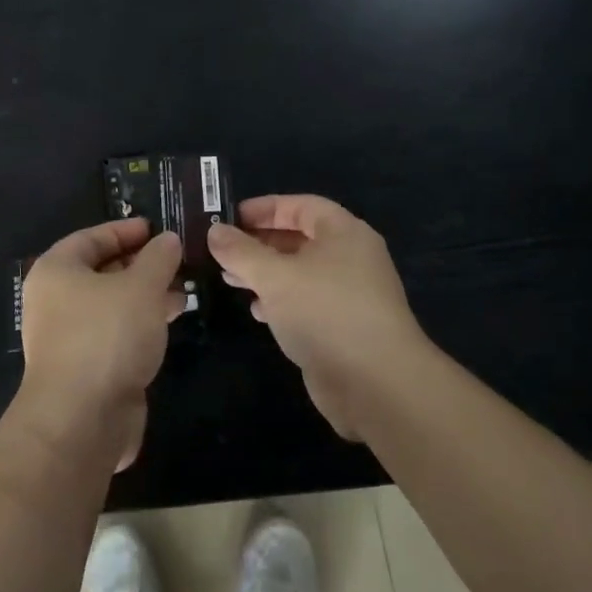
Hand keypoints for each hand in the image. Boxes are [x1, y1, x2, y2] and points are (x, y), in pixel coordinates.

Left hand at [18, 218, 183, 470]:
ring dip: (145, 296)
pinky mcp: (85, 368)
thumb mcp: (141, 286)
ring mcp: (68, 337)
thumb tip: (168, 240)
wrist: (81, 419)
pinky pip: (115, 334)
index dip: (124, 231)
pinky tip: (168, 322)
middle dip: (141, 265)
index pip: (91, 238)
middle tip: (176, 261)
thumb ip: (158, 258)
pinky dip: (140, 324)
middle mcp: (55, 301)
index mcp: (56, 271)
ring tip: (183, 291)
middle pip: (101, 271)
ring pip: (111, 305)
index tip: (156, 229)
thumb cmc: (106, 336)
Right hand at [208, 195, 426, 439]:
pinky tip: (257, 311)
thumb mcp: (275, 276)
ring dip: (265, 274)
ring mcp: (349, 295)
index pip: (301, 206)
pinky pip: (306, 303)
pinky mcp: (343, 327)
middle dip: (259, 244)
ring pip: (300, 273)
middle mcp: (350, 258)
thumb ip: (241, 251)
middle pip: (299, 239)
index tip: (229, 218)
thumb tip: (214, 231)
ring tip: (230, 280)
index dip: (264, 208)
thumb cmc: (326, 312)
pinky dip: (280, 302)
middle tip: (222, 251)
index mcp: (344, 233)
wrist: (376, 384)